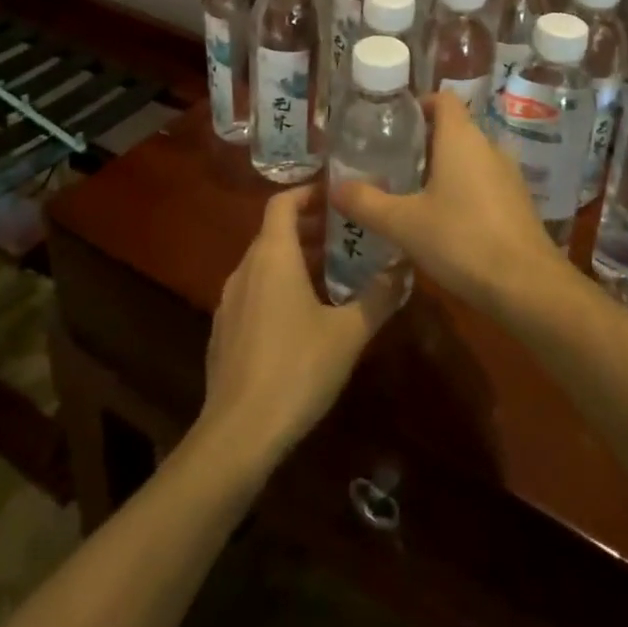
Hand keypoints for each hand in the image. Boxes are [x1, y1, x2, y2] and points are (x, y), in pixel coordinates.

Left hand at [198, 185, 404, 470]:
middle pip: (274, 232)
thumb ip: (379, 296)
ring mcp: (228, 301)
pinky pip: (253, 291)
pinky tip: (302, 316)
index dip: (308, 192)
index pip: (282, 203)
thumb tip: (404, 268)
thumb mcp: (349, 333)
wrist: (238, 434)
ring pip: (263, 263)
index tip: (337, 195)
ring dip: (295, 258)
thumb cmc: (297, 370)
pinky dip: (277, 286)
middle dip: (309, 227)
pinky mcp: (223, 331)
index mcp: (272, 256)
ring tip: (332, 273)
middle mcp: (245, 269)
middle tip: (346, 234)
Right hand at [330, 90, 567, 319]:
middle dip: (424, 141)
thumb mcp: (403, 223)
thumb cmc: (461, 240)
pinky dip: (463, 189)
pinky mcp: (518, 202)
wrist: (527, 286)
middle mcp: (488, 147)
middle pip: (454, 128)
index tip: (393, 124)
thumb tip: (334, 187)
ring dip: (444, 167)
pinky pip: (484, 182)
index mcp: (461, 139)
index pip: (443, 99)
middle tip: (391, 161)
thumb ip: (366, 202)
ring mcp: (508, 175)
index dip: (419, 104)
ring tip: (411, 191)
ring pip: (470, 157)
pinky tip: (444, 220)